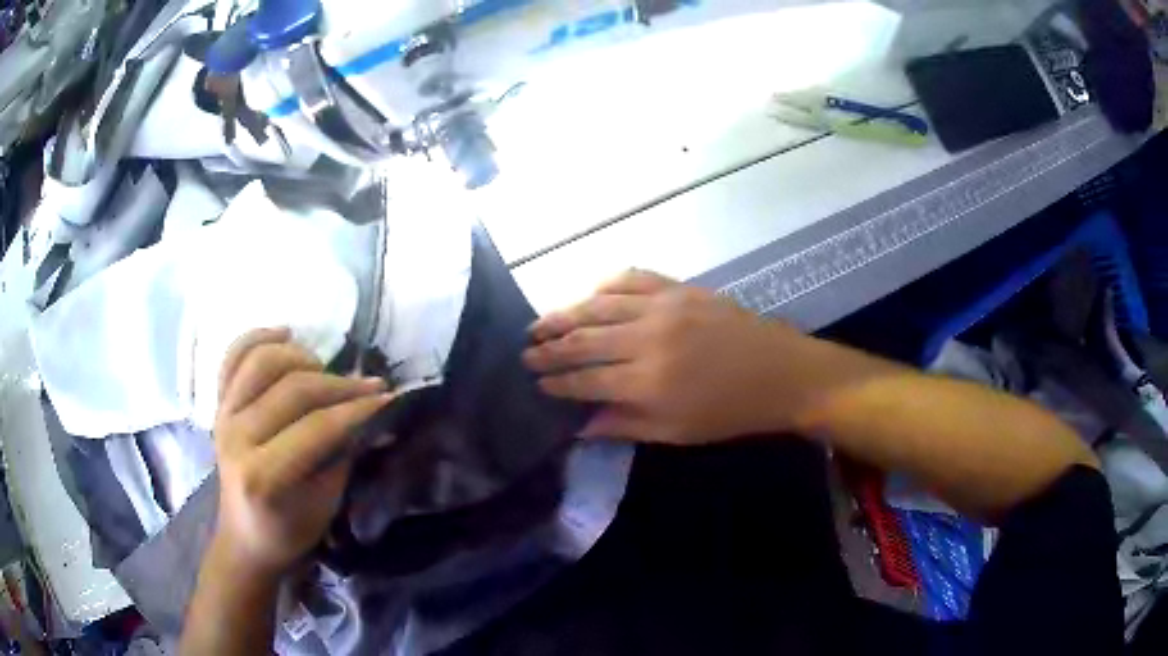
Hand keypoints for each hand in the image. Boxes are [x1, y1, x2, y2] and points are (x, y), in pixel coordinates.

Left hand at [212, 328, 392, 578]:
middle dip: (339, 384)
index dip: (356, 410)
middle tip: (371, 385)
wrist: (245, 537)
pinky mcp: (218, 404)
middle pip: (292, 389)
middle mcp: (235, 438)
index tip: (389, 399)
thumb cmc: (289, 531)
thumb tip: (377, 415)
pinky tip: (285, 333)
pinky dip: (258, 337)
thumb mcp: (325, 505)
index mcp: (262, 475)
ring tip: (325, 369)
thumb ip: (345, 455)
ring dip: (301, 356)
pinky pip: (233, 357)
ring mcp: (222, 416)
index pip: (316, 428)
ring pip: (261, 361)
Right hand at [523, 270, 824, 444]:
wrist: (781, 372)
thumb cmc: (731, 412)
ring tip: (540, 324)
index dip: (556, 382)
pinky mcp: (678, 288)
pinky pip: (630, 279)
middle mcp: (647, 340)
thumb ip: (624, 425)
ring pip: (597, 305)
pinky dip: (603, 286)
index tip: (535, 383)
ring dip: (564, 314)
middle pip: (583, 340)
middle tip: (525, 353)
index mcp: (647, 383)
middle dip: (549, 349)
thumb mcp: (676, 431)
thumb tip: (580, 426)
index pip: (584, 381)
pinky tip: (589, 295)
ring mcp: (663, 307)